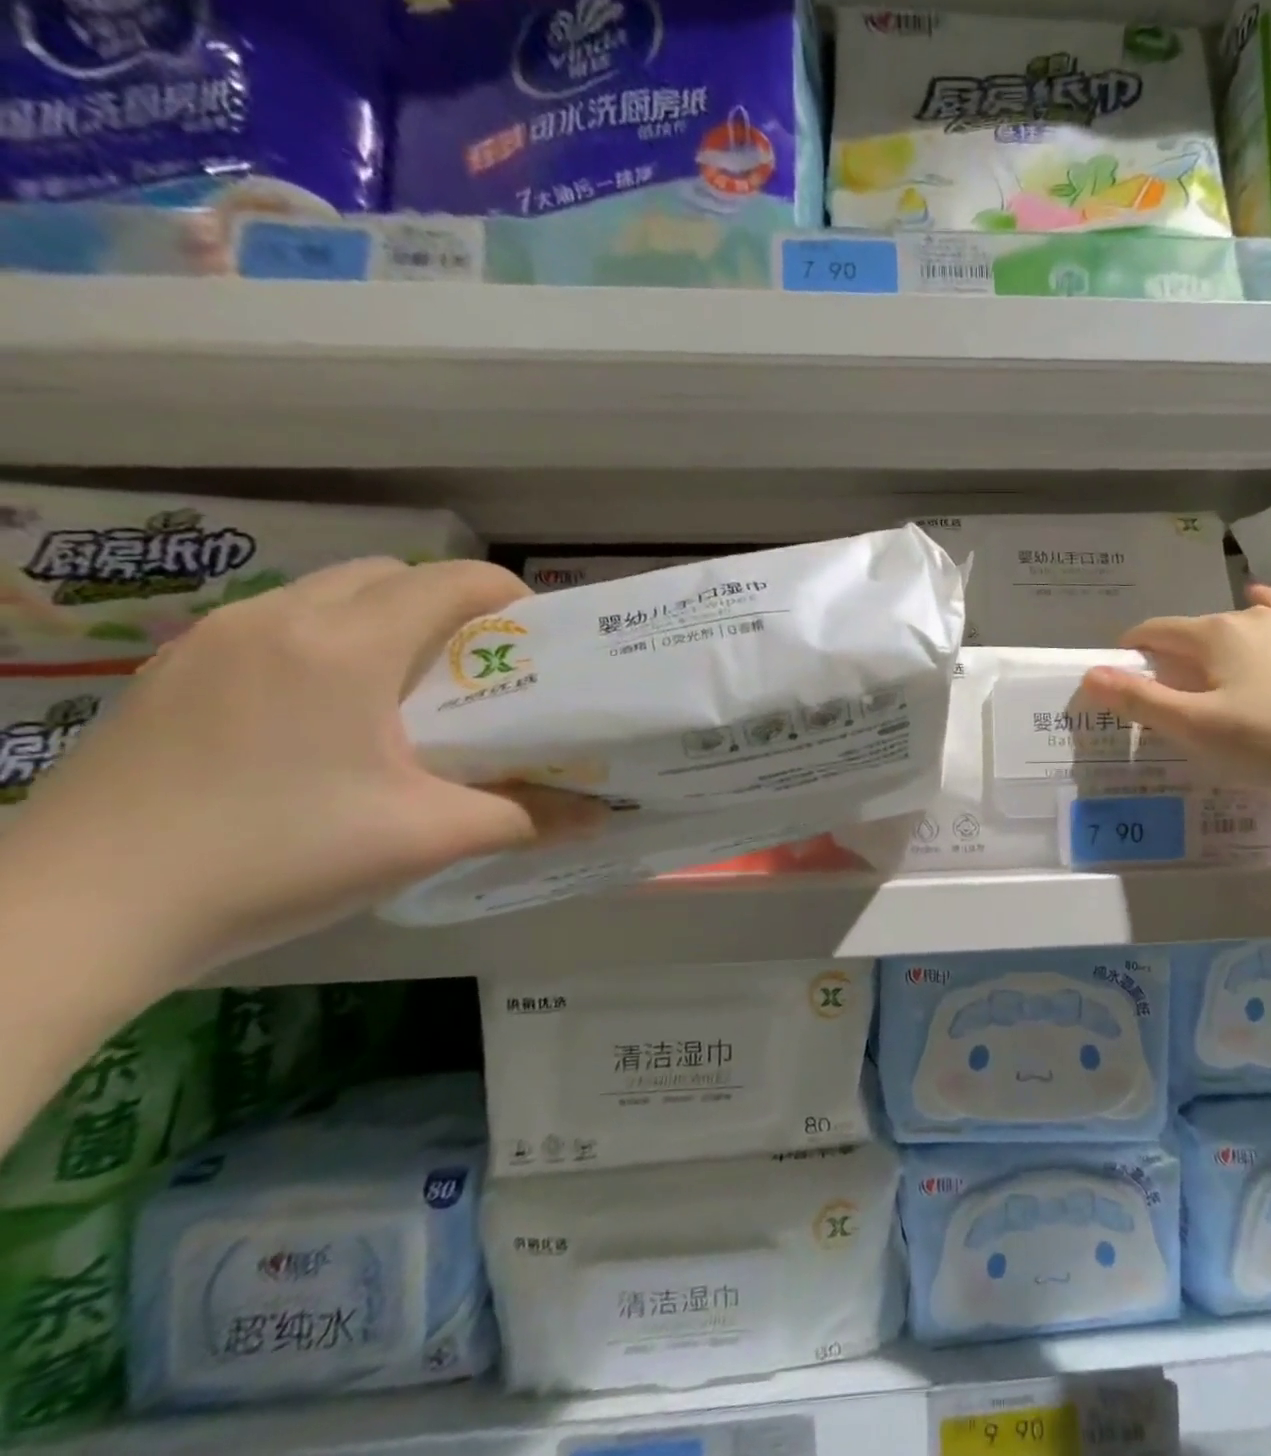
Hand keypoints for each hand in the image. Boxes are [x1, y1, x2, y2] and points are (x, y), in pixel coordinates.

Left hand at [3, 558, 603, 982]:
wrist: (78, 912)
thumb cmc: (277, 857)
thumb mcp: (423, 839)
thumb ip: (524, 819)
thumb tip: (599, 820)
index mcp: (346, 645)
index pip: (450, 581)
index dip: (508, 596)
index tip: (537, 640)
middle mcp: (278, 618)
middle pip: (389, 575)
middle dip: (447, 607)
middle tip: (477, 671)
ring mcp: (212, 640)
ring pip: (326, 595)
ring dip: (383, 622)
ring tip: (407, 693)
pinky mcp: (172, 671)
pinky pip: (275, 626)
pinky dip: (325, 643)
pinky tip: (327, 717)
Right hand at [1078, 585, 1270, 798]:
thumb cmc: (1266, 741)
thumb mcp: (1193, 727)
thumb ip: (1139, 699)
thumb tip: (1089, 674)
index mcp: (1210, 634)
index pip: (1153, 632)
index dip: (1129, 652)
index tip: (1120, 680)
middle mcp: (1245, 616)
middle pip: (1190, 631)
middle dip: (1169, 657)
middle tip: (1167, 699)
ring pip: (1232, 625)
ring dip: (1209, 645)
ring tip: (1208, 678)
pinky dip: (1260, 610)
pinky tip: (1257, 605)